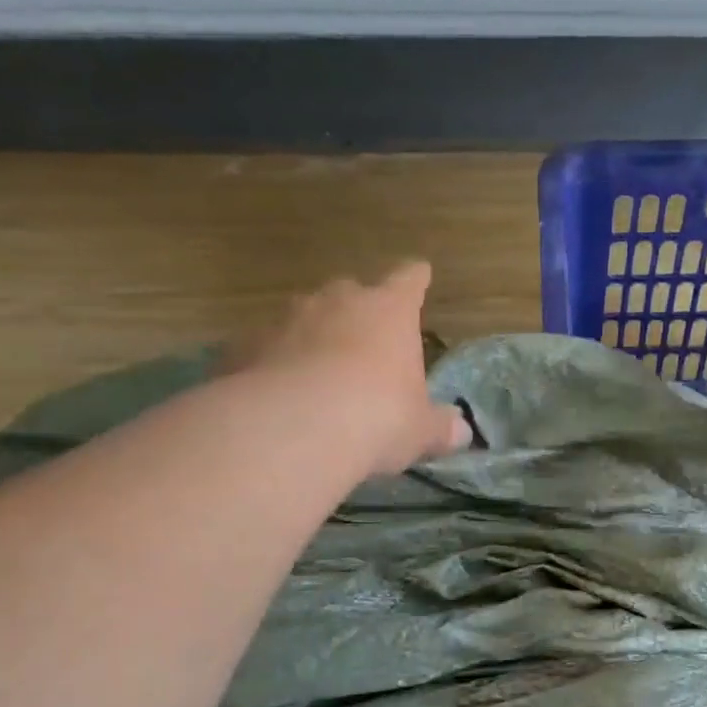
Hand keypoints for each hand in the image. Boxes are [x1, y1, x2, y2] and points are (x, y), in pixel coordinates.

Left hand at [242, 262, 470, 474]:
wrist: (296, 427)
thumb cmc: (378, 417)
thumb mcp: (419, 431)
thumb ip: (439, 428)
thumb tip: (460, 432)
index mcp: (389, 311)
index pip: (408, 281)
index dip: (415, 280)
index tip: (419, 274)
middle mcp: (337, 301)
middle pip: (351, 293)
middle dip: (357, 314)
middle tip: (362, 345)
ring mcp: (286, 318)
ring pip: (303, 319)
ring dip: (311, 339)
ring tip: (315, 377)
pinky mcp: (245, 345)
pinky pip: (266, 350)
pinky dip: (274, 365)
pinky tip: (276, 397)